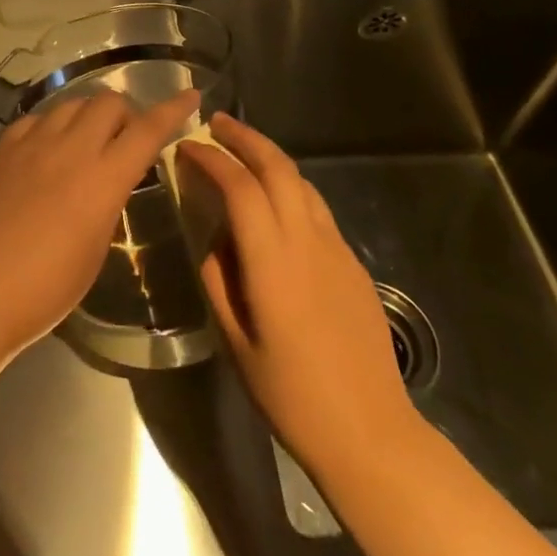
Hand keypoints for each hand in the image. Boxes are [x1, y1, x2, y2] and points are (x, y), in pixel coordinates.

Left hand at [0, 89, 199, 359]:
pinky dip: (50, 126)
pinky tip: (46, 148)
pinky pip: (35, 120)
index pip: (147, 130)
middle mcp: (69, 149)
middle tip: (123, 139)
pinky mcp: (1, 150)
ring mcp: (31, 144)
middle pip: (107, 102)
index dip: (172, 110)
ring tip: (85, 141)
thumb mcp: (95, 249)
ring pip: (70, 104)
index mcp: (102, 179)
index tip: (190, 95)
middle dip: (125, 113)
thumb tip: (108, 181)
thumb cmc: (46, 288)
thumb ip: (108, 202)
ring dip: (87, 115)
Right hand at [180, 113, 422, 476]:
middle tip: (216, 124)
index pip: (239, 186)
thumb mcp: (236, 341)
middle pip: (278, 167)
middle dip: (245, 138)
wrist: (370, 432)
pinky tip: (276, 202)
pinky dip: (290, 188)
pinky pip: (316, 208)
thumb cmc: (291, 395)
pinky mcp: (352, 263)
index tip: (187, 147)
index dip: (211, 159)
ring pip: (302, 182)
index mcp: (272, 260)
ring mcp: (336, 249)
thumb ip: (220, 279)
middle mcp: (307, 241)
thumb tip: (218, 239)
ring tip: (243, 153)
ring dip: (270, 158)